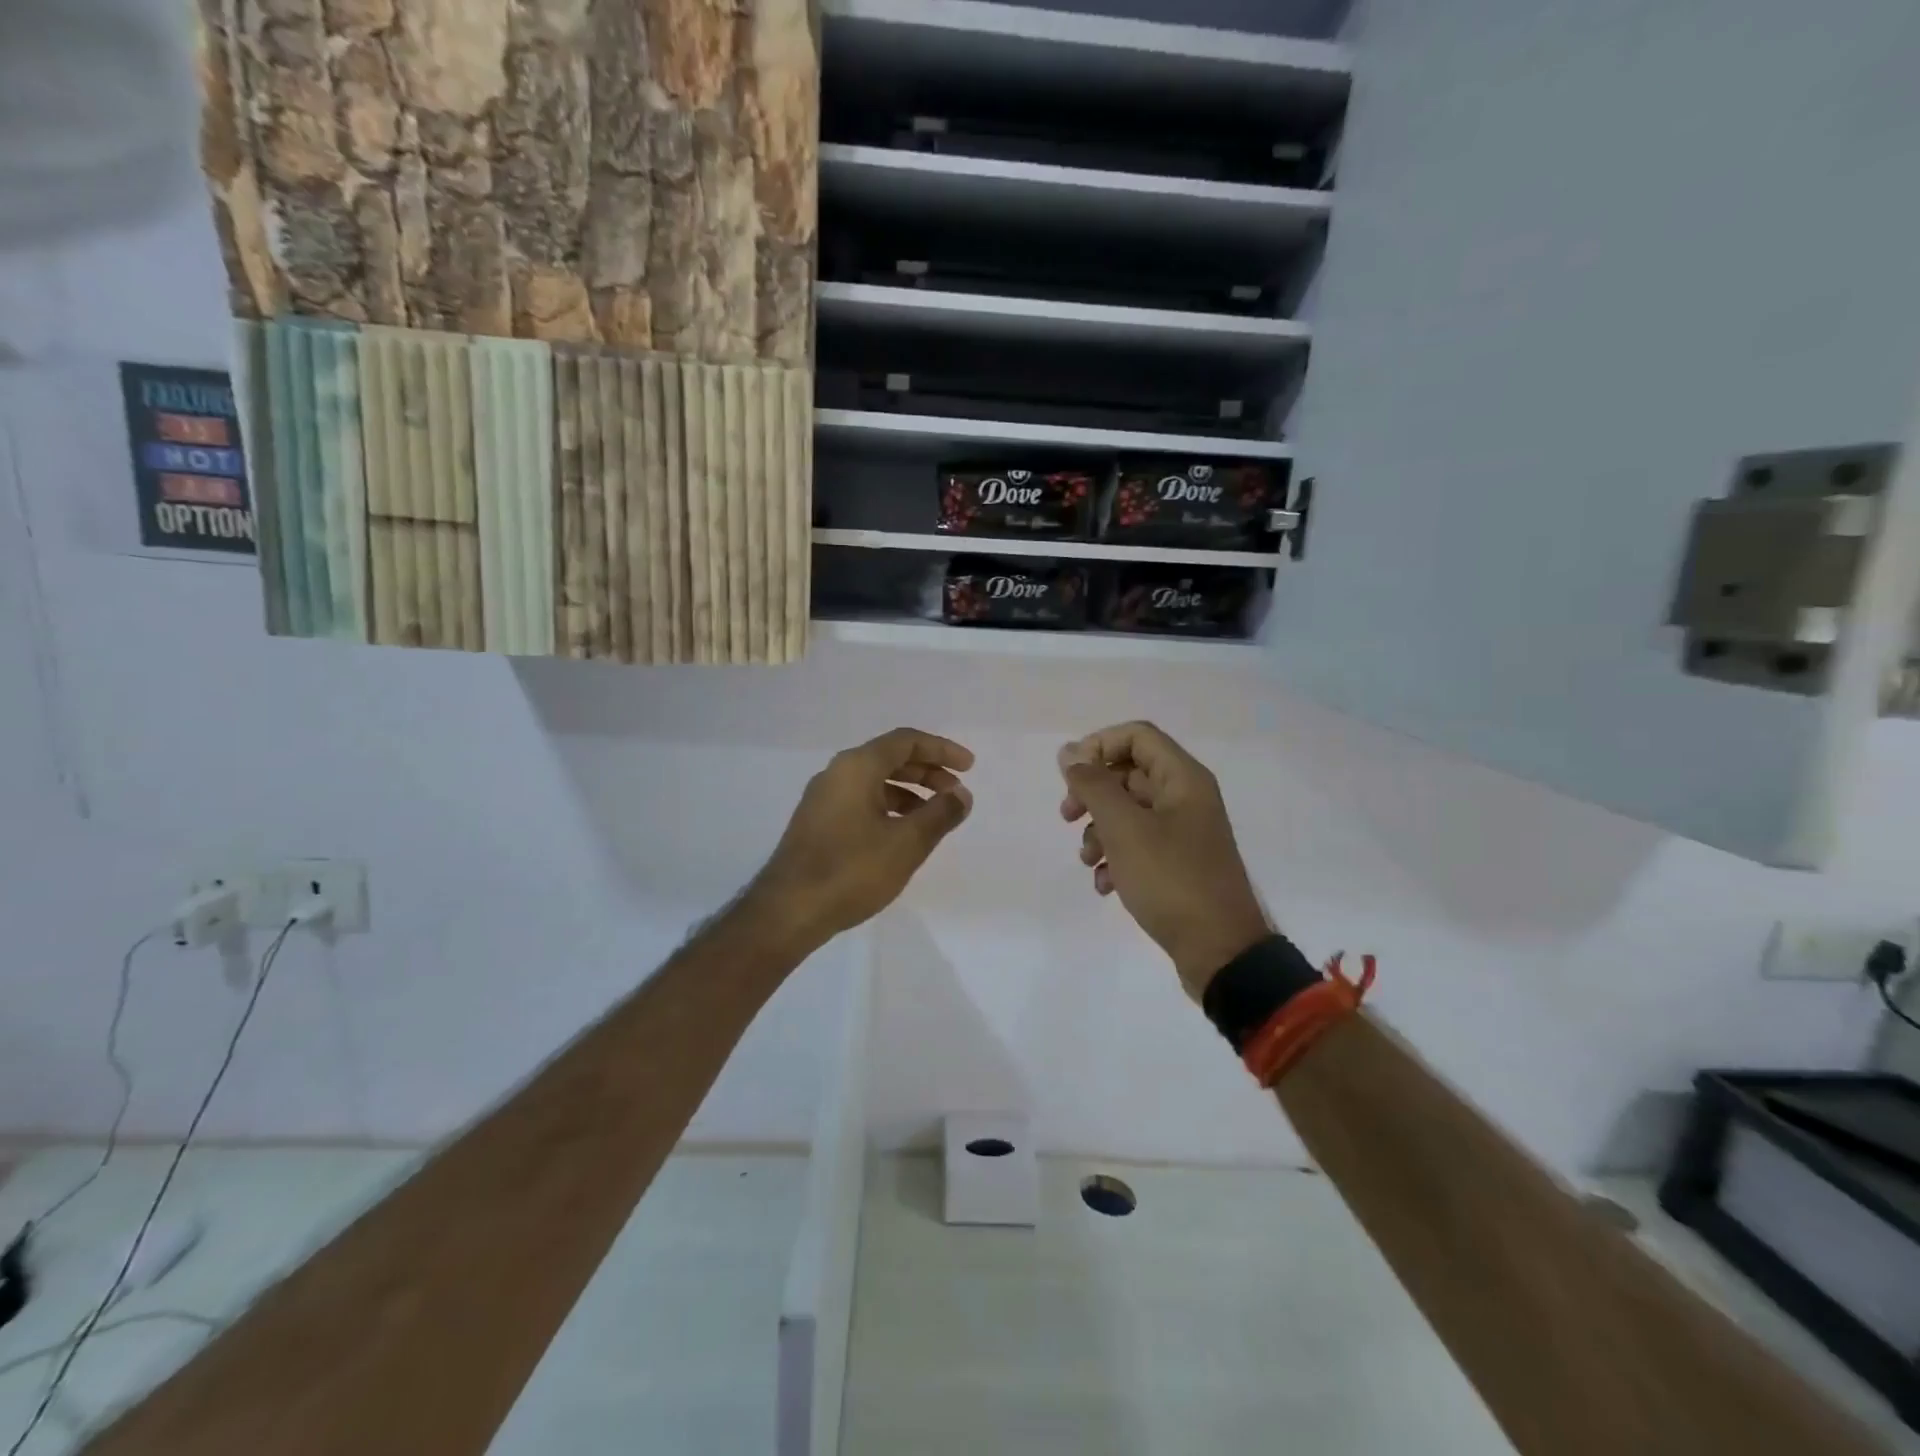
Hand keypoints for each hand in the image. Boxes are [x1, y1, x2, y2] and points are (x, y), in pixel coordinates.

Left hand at [750, 727, 974, 948]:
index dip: (941, 750)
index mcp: (857, 767)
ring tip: (935, 815)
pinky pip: (861, 800)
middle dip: (927, 771)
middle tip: (956, 791)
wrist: (788, 910)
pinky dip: (888, 806)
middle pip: (889, 758)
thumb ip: (940, 814)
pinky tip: (902, 833)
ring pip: (874, 781)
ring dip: (909, 791)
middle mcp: (836, 773)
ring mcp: (823, 798)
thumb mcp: (907, 843)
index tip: (969, 766)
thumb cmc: (851, 870)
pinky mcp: (817, 822)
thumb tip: (961, 795)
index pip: (906, 741)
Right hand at [1059, 721, 1269, 999]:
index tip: (1070, 776)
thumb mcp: (1123, 829)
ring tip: (1087, 860)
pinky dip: (1116, 858)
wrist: (1219, 951)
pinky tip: (1105, 886)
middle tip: (1067, 816)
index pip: (1136, 735)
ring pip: (1128, 812)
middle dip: (1092, 794)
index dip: (1098, 746)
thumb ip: (1093, 785)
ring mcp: (1184, 832)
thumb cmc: (1170, 880)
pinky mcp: (1178, 863)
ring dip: (1099, 830)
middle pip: (1128, 773)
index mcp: (1183, 778)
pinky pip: (1139, 844)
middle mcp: (1186, 797)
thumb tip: (1069, 752)